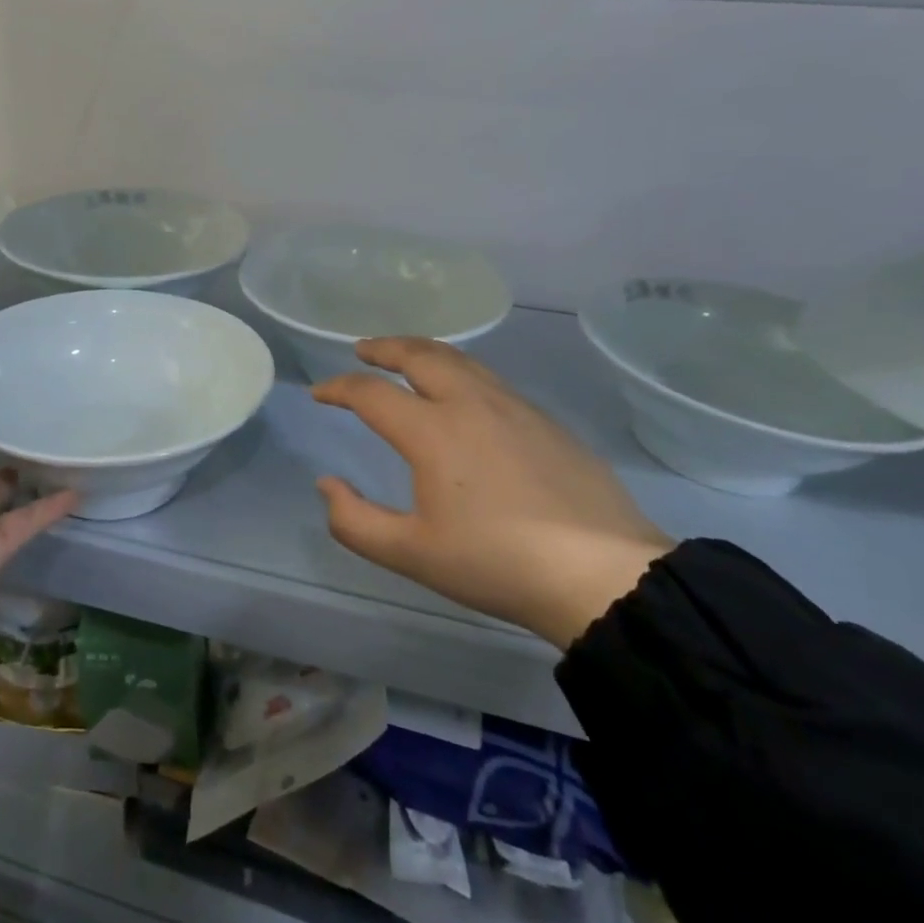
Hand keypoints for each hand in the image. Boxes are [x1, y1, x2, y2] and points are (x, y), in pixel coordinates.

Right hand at [313, 339, 671, 649]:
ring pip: (459, 360)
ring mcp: (514, 407)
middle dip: (384, 347)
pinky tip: (463, 391)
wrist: (603, 575)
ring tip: (407, 356)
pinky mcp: (546, 421)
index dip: (339, 388)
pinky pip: (490, 379)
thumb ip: (355, 521)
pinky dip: (459, 370)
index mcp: (432, 431)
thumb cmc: (497, 563)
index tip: (321, 393)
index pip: (371, 393)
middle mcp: (470, 404)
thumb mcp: (412, 554)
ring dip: (424, 351)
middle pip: (419, 355)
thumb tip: (327, 485)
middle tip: (363, 349)